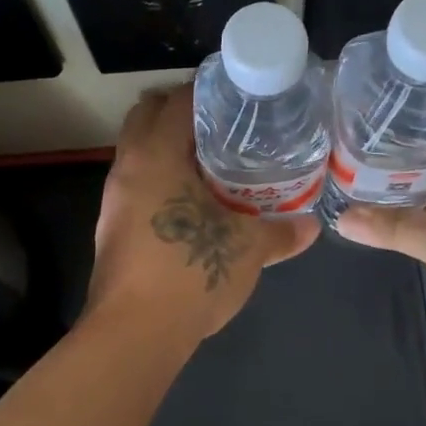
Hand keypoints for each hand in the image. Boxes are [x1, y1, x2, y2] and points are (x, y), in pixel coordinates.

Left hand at [87, 86, 319, 340]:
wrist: (134, 335)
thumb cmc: (190, 273)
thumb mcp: (248, 250)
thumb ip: (282, 232)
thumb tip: (313, 226)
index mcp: (156, 156)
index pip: (177, 101)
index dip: (208, 91)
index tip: (238, 95)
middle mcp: (128, 168)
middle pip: (146, 116)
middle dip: (181, 112)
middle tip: (224, 123)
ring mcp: (114, 200)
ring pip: (139, 153)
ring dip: (169, 147)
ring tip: (214, 160)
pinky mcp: (112, 229)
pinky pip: (138, 184)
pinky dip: (161, 179)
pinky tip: (194, 201)